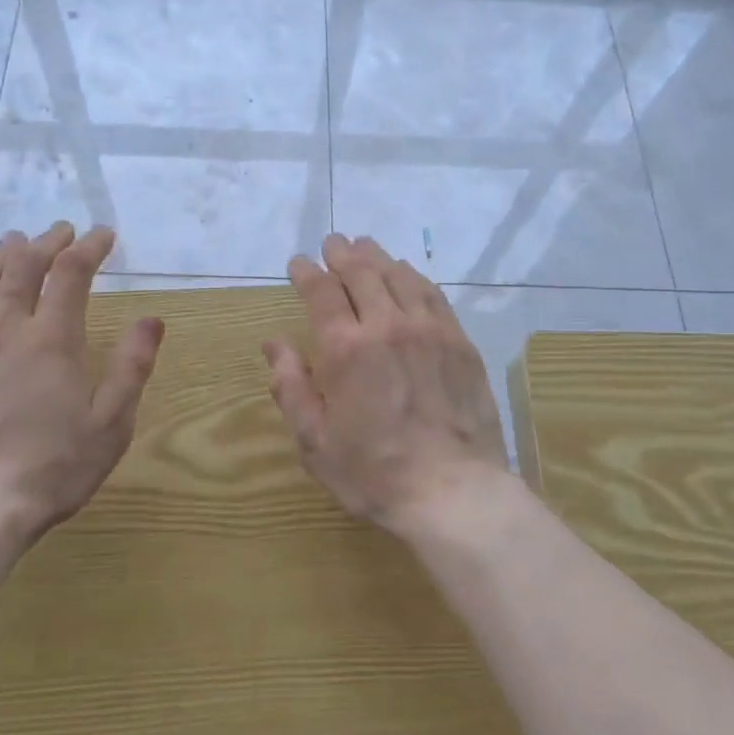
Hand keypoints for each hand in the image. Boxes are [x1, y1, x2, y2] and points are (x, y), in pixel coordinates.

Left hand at [0, 223, 163, 547]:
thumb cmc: (51, 470)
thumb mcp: (111, 425)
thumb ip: (132, 368)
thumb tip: (152, 319)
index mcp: (52, 340)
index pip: (71, 274)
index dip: (89, 248)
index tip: (103, 235)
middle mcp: (3, 328)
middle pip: (23, 267)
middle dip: (46, 242)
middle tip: (61, 231)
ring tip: (14, 240)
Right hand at [263, 233, 508, 539]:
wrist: (452, 491)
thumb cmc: (373, 473)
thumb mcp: (315, 441)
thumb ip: (291, 387)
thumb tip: (274, 343)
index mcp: (346, 348)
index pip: (322, 293)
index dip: (307, 273)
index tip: (298, 263)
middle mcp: (387, 326)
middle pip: (362, 273)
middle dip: (342, 254)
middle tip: (333, 243)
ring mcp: (429, 330)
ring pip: (399, 277)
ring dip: (378, 258)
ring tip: (366, 247)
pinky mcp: (459, 342)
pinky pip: (434, 295)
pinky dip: (414, 277)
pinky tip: (408, 274)